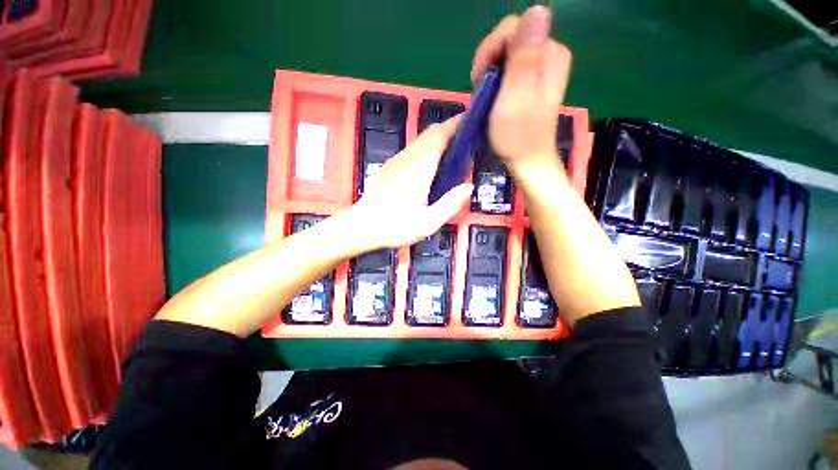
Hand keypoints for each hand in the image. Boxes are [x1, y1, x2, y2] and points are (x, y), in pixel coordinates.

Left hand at [347, 116, 472, 250]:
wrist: (360, 227)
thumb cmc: (394, 226)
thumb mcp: (428, 222)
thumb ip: (450, 203)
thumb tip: (468, 187)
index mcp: (419, 169)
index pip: (439, 135)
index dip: (455, 124)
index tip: (470, 120)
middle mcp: (406, 159)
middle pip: (429, 133)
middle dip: (448, 128)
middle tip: (465, 137)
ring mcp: (394, 162)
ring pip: (418, 140)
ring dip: (436, 138)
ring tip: (450, 150)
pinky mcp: (387, 168)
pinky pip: (410, 150)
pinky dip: (424, 148)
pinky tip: (428, 164)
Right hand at [471, 6, 571, 175]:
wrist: (527, 161)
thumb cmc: (518, 134)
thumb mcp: (516, 94)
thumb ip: (525, 54)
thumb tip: (537, 8)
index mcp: (549, 53)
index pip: (514, 26)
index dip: (491, 49)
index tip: (480, 78)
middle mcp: (548, 55)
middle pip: (510, 39)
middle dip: (489, 62)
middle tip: (481, 90)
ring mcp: (540, 70)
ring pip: (506, 55)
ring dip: (490, 74)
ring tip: (486, 98)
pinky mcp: (532, 83)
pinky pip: (508, 70)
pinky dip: (496, 82)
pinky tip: (493, 98)